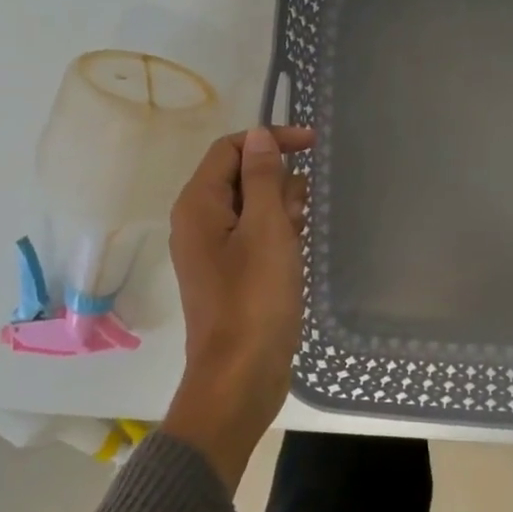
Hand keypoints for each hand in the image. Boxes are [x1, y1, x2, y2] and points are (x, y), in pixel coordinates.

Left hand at [162, 125, 315, 490]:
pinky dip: (279, 236)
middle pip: (242, 177)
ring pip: (253, 208)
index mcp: (199, 205)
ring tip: (302, 236)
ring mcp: (214, 251)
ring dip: (282, 211)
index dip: (270, 140)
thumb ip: (263, 178)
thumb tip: (258, 135)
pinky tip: (299, 252)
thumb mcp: (266, 230)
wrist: (240, 376)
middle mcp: (199, 222)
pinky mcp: (231, 275)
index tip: (312, 145)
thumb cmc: (255, 298)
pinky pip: (256, 237)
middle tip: (304, 211)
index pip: (231, 149)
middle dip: (279, 182)